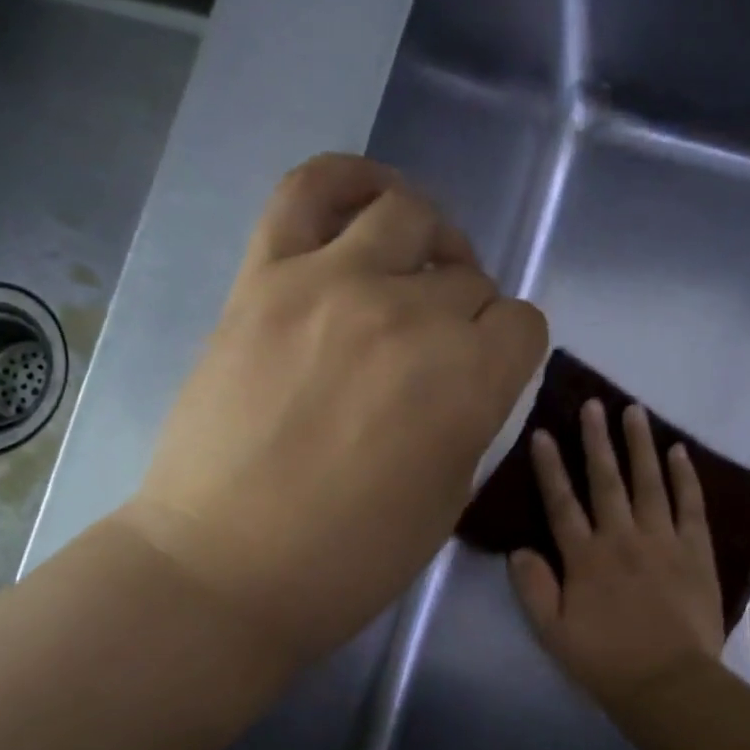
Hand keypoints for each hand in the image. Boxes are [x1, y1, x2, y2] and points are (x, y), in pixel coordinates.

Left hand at [120, 153, 547, 667]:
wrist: (226, 568)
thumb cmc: (351, 559)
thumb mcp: (449, 500)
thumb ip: (472, 419)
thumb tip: (468, 373)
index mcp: (467, 383)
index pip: (523, 326)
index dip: (513, 351)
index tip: (490, 375)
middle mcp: (410, 317)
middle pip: (470, 279)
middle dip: (471, 315)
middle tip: (440, 353)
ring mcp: (331, 285)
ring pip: (408, 216)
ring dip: (431, 242)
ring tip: (416, 271)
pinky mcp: (265, 278)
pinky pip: (311, 188)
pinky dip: (350, 181)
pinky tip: (368, 204)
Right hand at [510, 399, 725, 709]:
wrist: (668, 682)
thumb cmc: (605, 661)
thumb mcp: (553, 632)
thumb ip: (533, 588)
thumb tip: (519, 549)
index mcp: (585, 557)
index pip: (562, 503)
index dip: (550, 467)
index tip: (542, 433)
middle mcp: (622, 537)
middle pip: (606, 480)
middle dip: (596, 440)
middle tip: (593, 404)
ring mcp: (663, 540)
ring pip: (649, 482)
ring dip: (640, 445)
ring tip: (634, 411)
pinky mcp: (696, 550)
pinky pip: (690, 504)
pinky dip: (685, 477)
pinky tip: (679, 452)